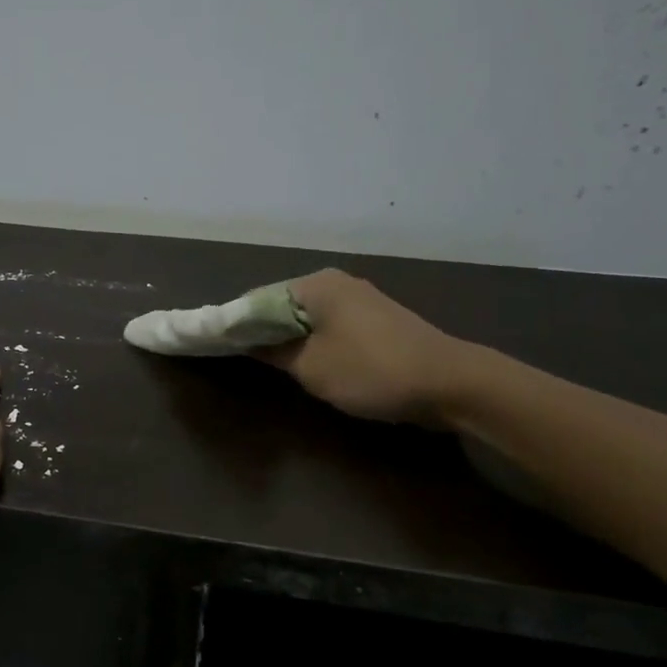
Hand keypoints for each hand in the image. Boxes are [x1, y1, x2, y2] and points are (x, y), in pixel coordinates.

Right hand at [251, 268, 472, 424]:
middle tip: (240, 358)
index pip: (256, 298)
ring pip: (305, 316)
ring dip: (286, 337)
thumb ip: (273, 352)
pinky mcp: (375, 319)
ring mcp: (359, 299)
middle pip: (281, 304)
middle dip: (260, 330)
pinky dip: (311, 340)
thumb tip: (245, 341)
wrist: (450, 383)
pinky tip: (307, 362)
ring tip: (268, 364)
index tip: (216, 346)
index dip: (234, 323)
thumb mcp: (311, 367)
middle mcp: (335, 282)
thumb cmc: (371, 371)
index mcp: (314, 285)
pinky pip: (328, 324)